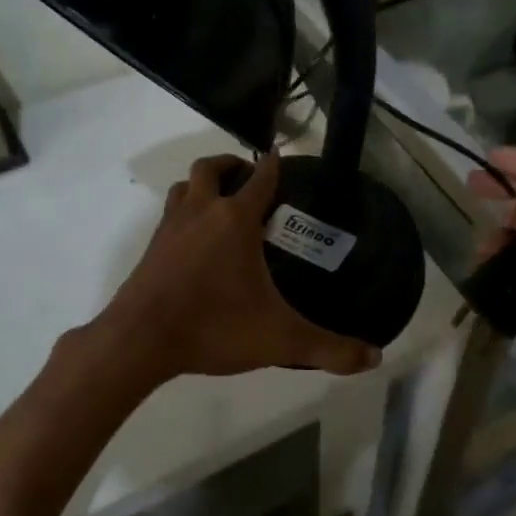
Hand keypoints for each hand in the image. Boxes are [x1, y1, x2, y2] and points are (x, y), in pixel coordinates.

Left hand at [94, 152, 381, 381]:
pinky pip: (169, 216)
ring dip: (201, 186)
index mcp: (234, 220)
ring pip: (182, 188)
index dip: (273, 165)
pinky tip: (194, 243)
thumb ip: (329, 349)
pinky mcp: (150, 249)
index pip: (260, 178)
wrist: (140, 340)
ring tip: (219, 203)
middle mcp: (200, 212)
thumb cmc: (214, 327)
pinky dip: (184, 214)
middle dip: (230, 165)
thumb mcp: (280, 340)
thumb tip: (375, 359)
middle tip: (248, 178)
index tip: (280, 156)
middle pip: (210, 168)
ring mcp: (170, 228)